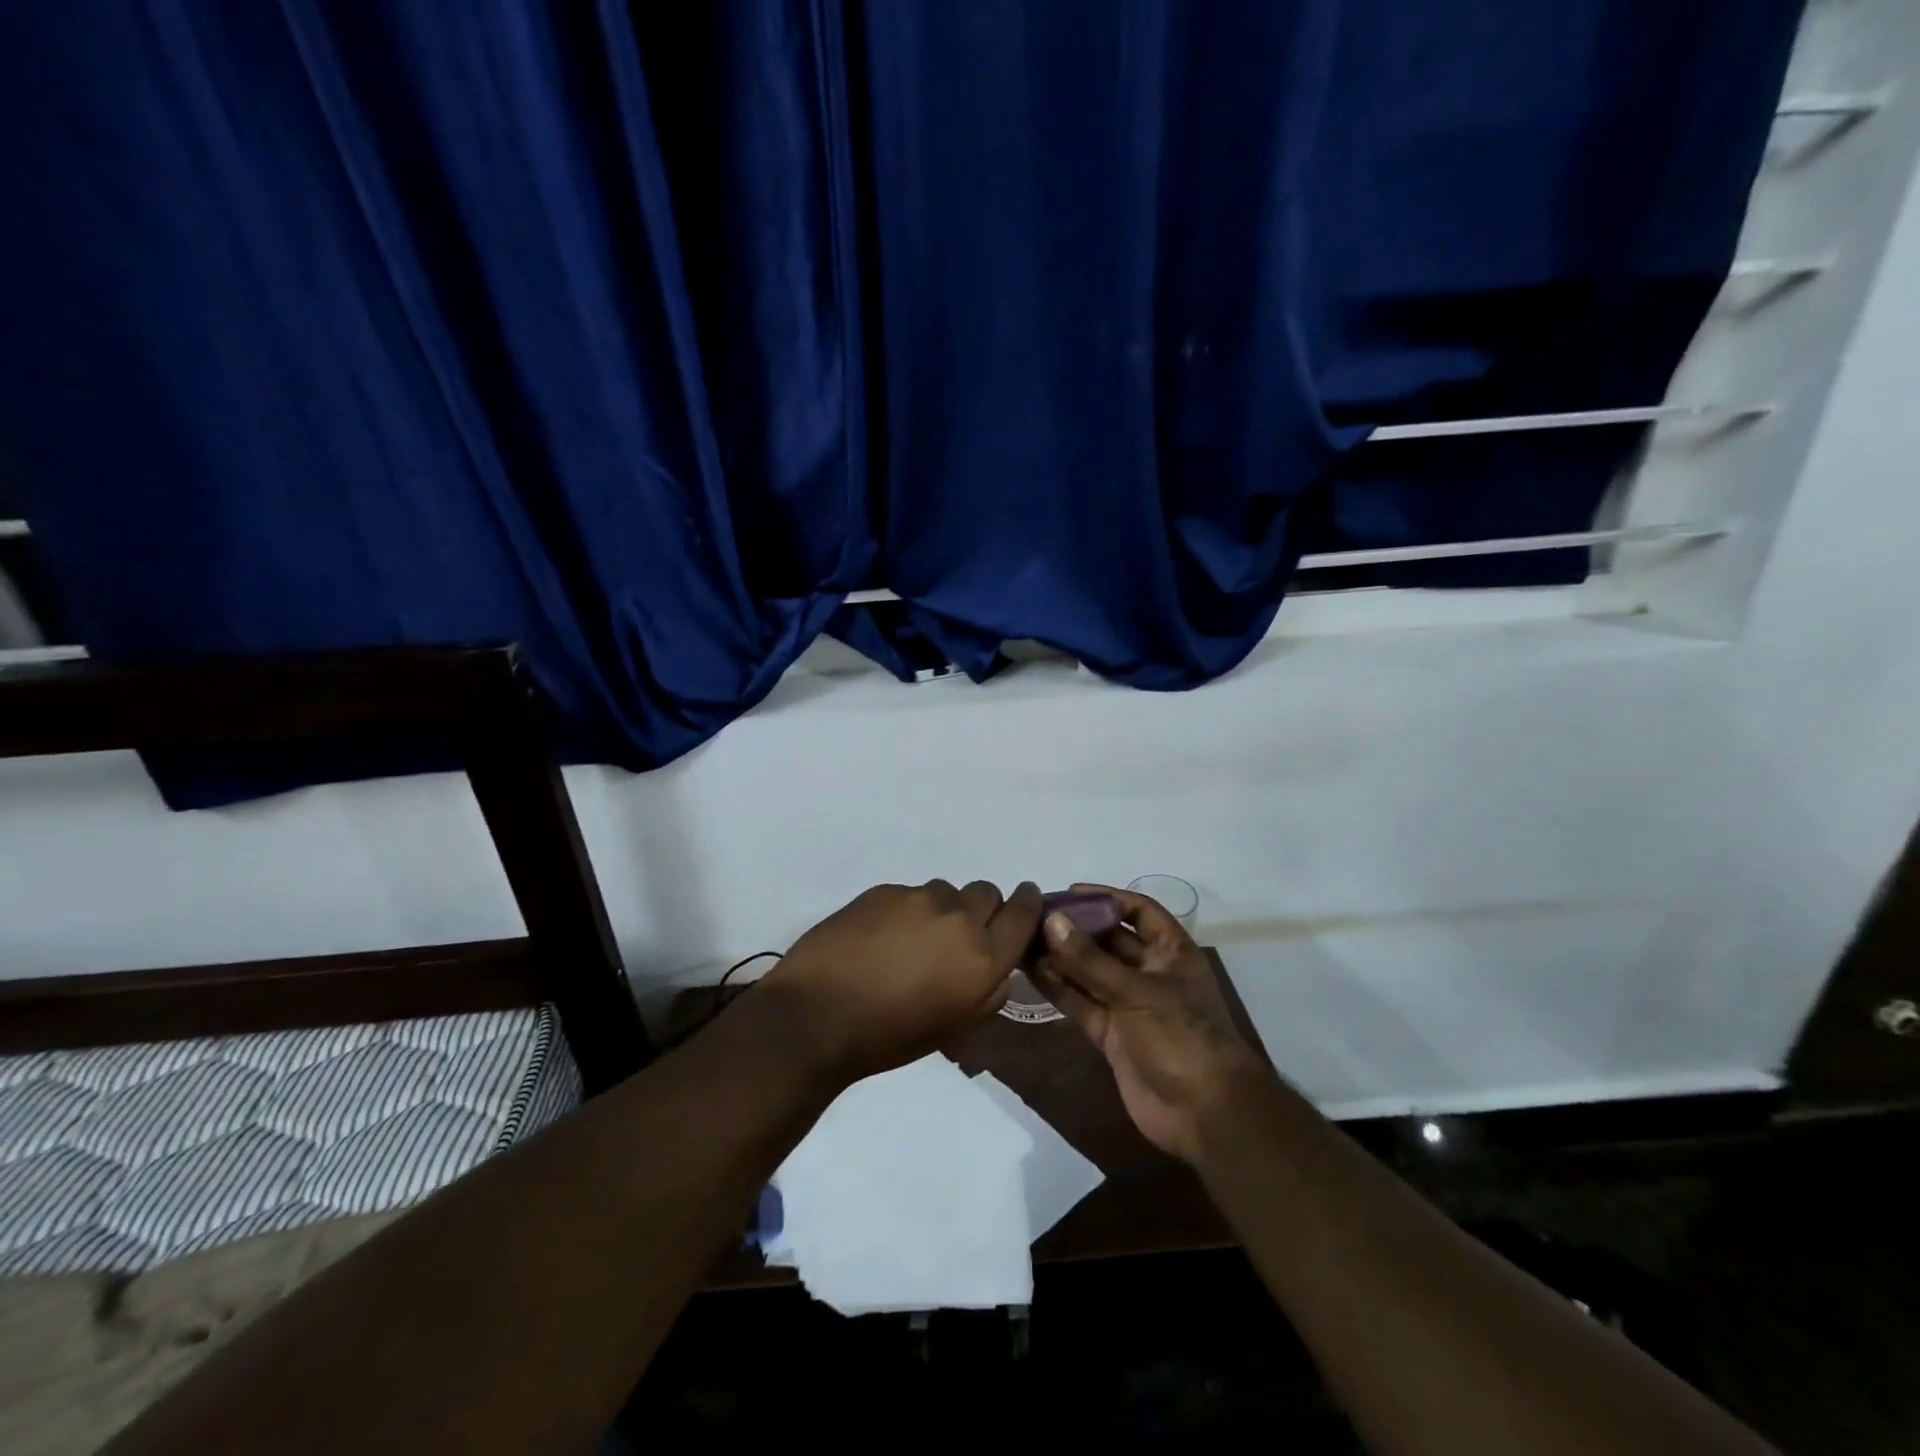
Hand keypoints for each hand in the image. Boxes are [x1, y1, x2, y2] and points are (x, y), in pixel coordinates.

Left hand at [759, 880, 1043, 1082]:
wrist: (818, 1017)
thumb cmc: (890, 1036)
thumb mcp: (955, 1025)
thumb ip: (988, 990)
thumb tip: (998, 967)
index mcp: (983, 958)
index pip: (1024, 912)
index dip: (1028, 903)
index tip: (1023, 901)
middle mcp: (958, 919)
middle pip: (986, 892)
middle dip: (980, 909)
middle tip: (956, 934)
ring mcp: (918, 899)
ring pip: (945, 891)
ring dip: (939, 910)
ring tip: (910, 940)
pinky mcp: (883, 890)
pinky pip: (908, 894)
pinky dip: (904, 910)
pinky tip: (880, 937)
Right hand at [1028, 883, 1266, 1164]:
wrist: (1203, 1114)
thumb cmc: (1181, 1037)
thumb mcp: (1136, 991)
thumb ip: (1090, 960)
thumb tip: (1051, 921)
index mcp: (1171, 953)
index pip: (1139, 912)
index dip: (1107, 898)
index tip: (1070, 892)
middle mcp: (1149, 973)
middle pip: (1110, 941)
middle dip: (1077, 929)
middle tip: (1036, 916)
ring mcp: (1129, 1005)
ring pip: (1090, 973)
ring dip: (1062, 958)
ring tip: (1024, 941)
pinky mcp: (1111, 1035)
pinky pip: (1081, 1004)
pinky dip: (1059, 989)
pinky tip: (1032, 972)